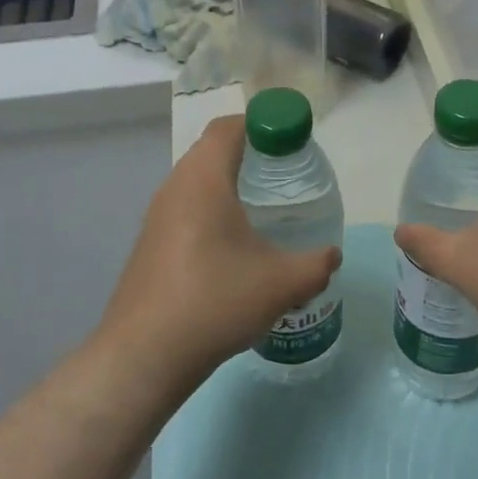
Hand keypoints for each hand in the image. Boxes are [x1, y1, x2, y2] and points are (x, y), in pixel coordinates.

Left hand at [96, 115, 340, 386]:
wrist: (145, 355)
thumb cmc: (215, 301)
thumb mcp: (282, 283)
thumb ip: (316, 264)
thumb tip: (332, 256)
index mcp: (203, 179)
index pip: (229, 127)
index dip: (261, 123)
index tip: (291, 140)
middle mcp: (175, 187)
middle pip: (212, 150)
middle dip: (250, 153)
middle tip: (285, 173)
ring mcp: (157, 217)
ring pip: (197, 182)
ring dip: (229, 184)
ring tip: (264, 210)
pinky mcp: (150, 244)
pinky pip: (186, 209)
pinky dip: (212, 211)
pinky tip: (234, 247)